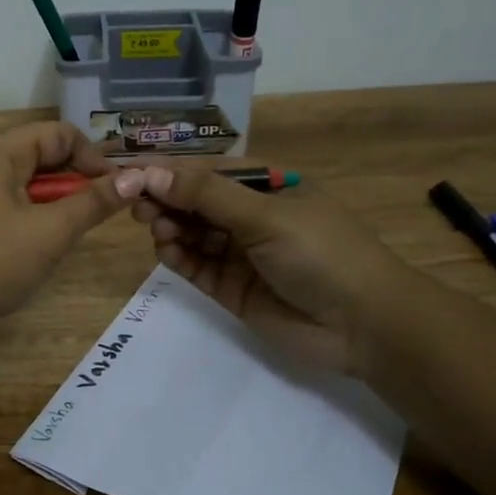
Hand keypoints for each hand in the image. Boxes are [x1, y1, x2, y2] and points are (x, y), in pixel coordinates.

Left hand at [0, 122, 144, 328]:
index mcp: (0, 152)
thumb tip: (135, 177)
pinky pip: (14, 204)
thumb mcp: (51, 231)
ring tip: (77, 229)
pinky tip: (47, 243)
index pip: (60, 133)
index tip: (115, 191)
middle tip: (101, 212)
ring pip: (30, 183)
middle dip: (77, 180)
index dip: (93, 157)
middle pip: (44, 155)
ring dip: (59, 201)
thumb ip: (94, 202)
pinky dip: (37, 215)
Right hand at [129, 164, 411, 375]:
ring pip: (190, 232)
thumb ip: (206, 195)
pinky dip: (177, 256)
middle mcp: (249, 215)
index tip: (131, 172)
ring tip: (156, 228)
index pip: (208, 170)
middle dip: (165, 199)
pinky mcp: (229, 287)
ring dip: (169, 226)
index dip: (170, 170)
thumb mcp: (265, 215)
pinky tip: (167, 251)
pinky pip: (194, 265)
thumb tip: (150, 173)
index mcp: (265, 186)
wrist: (363, 324)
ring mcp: (238, 252)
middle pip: (194, 201)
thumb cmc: (322, 252)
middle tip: (137, 204)